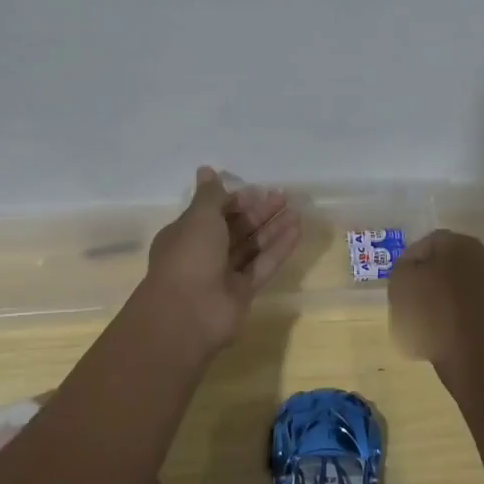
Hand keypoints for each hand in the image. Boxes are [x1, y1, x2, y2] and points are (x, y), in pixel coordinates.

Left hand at [141, 167, 301, 352]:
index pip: (214, 212)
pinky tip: (297, 231)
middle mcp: (204, 253)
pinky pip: (263, 265)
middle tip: (283, 197)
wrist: (187, 314)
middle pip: (235, 228)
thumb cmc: (189, 257)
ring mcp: (224, 274)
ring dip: (272, 228)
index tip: (259, 190)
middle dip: (258, 212)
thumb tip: (206, 169)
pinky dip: (278, 248)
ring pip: (252, 246)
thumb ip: (211, 195)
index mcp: (186, 234)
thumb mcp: (199, 218)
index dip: (236, 201)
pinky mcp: (243, 292)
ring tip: (296, 211)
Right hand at [388, 229, 483, 370]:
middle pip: (449, 261)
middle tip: (413, 295)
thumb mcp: (401, 282)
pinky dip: (461, 309)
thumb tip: (415, 264)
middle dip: (431, 274)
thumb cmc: (431, 314)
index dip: (411, 261)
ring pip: (462, 281)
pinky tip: (448, 327)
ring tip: (429, 315)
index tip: (401, 281)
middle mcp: (483, 256)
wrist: (471, 356)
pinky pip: (474, 302)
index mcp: (459, 243)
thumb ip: (404, 264)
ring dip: (447, 292)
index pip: (429, 243)